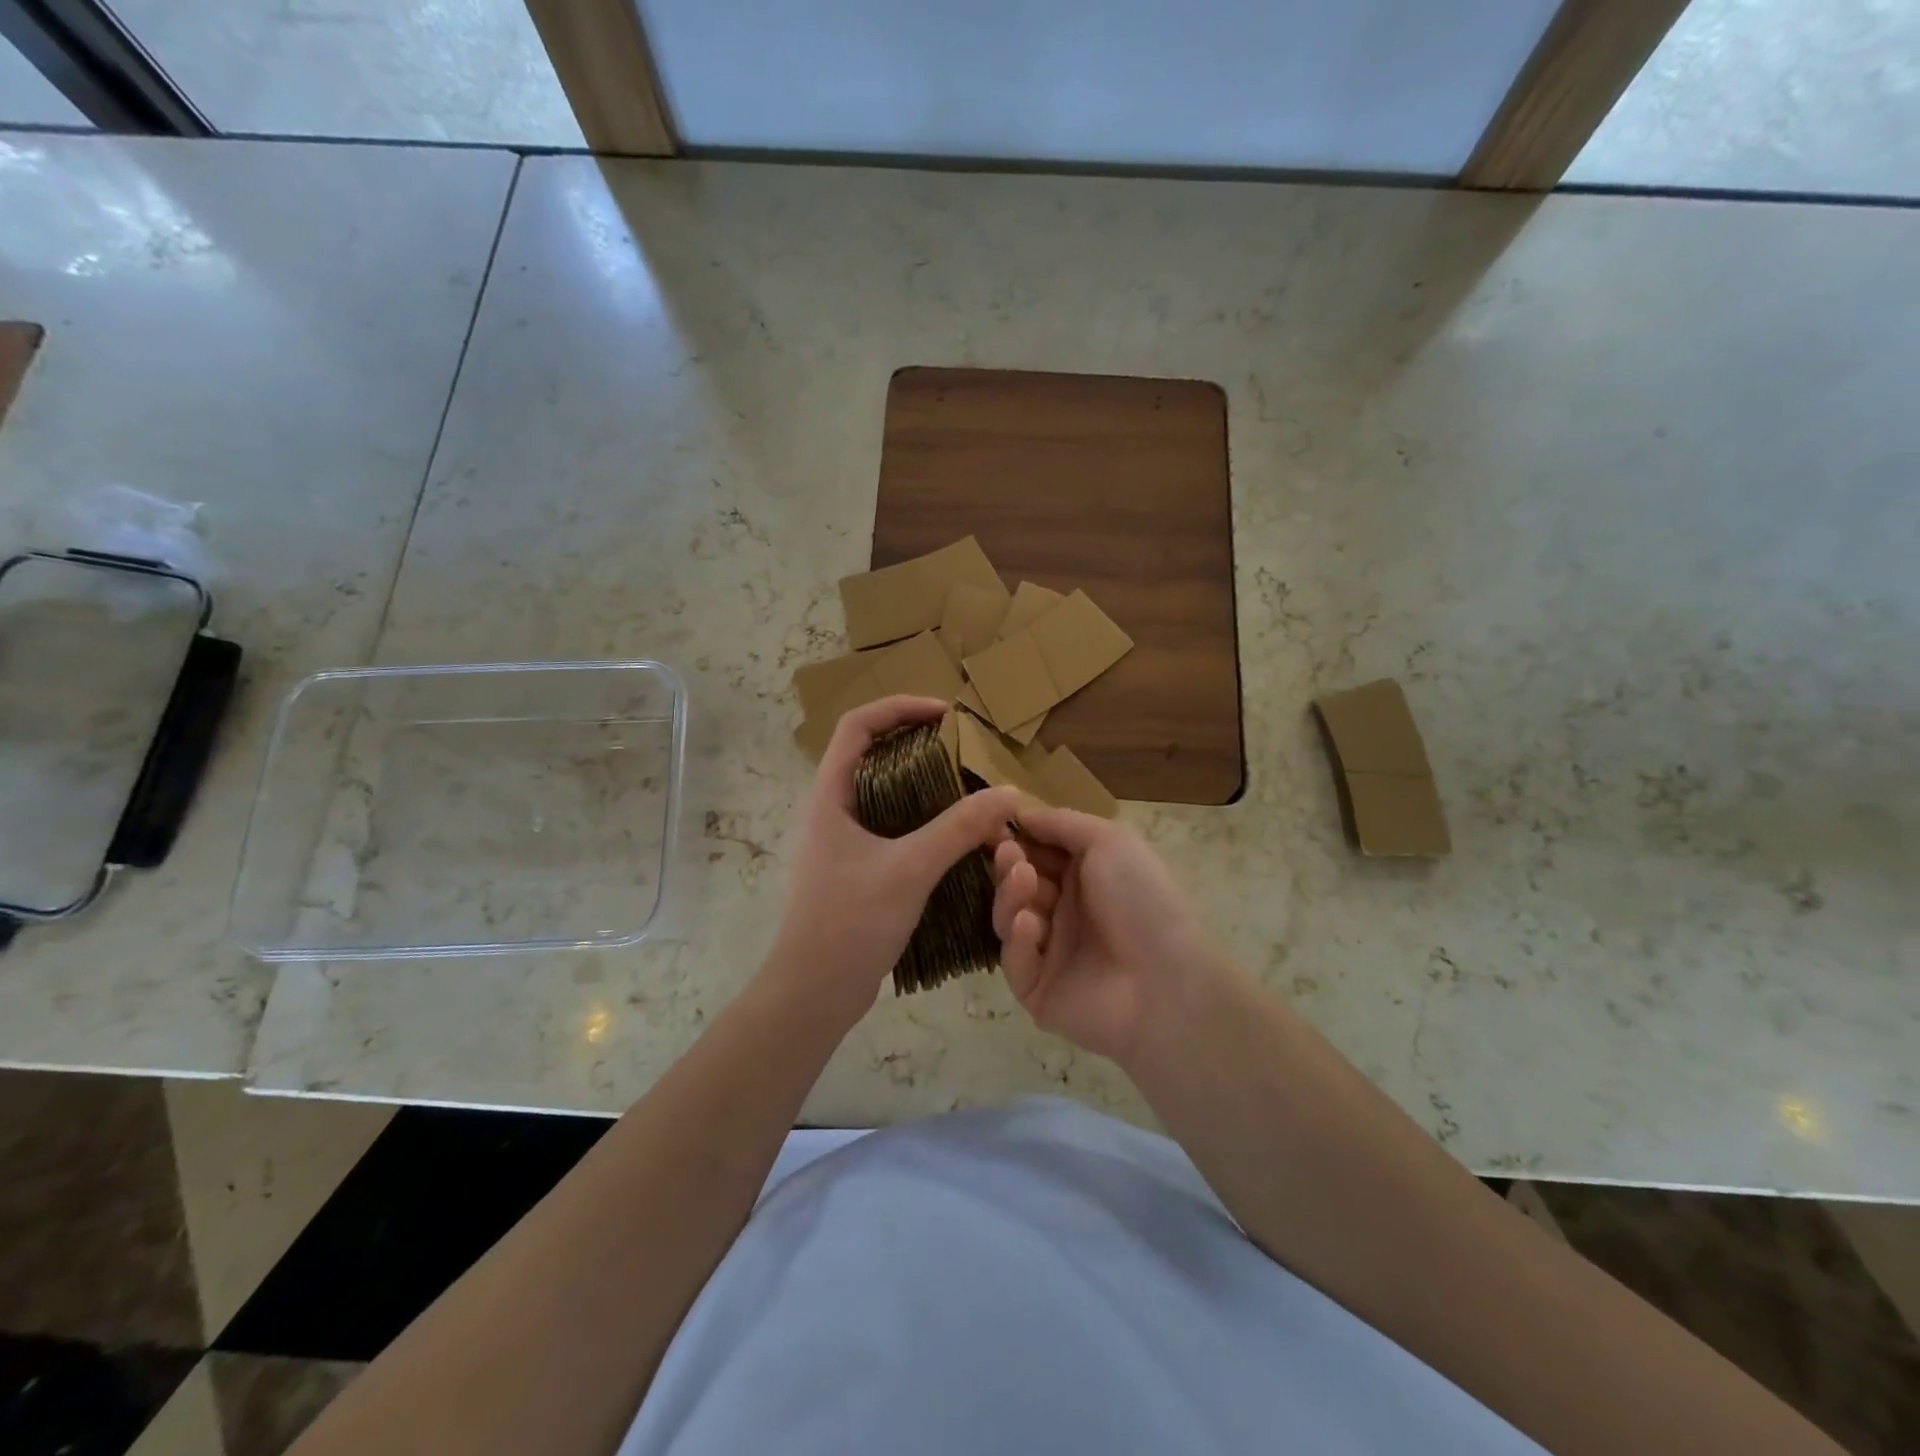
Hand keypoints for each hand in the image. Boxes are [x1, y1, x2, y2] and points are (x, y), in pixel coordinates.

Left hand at [765, 696, 1020, 1033]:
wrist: (813, 992)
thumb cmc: (850, 921)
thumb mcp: (910, 868)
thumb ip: (960, 828)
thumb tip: (1010, 793)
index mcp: (829, 795)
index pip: (857, 725)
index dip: (900, 707)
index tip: (946, 714)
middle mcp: (831, 810)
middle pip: (873, 754)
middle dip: (919, 746)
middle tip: (965, 753)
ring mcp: (841, 841)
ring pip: (886, 795)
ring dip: (925, 787)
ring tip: (969, 792)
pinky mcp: (855, 868)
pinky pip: (892, 828)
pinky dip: (923, 822)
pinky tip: (956, 838)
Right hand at [991, 807, 1227, 1063]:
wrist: (1166, 982)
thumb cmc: (1142, 899)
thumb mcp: (1109, 841)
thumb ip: (1062, 823)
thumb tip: (1021, 812)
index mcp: (1083, 878)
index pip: (1035, 853)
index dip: (1014, 838)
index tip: (991, 825)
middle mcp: (1064, 912)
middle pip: (1017, 884)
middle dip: (1008, 864)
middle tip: (1007, 853)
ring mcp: (1049, 952)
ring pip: (1009, 919)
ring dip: (1010, 895)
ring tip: (1023, 880)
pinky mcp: (1037, 990)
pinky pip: (1014, 961)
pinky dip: (1017, 940)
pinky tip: (1029, 923)